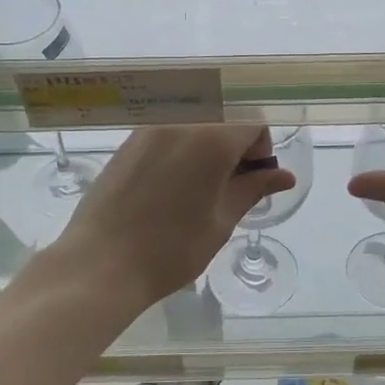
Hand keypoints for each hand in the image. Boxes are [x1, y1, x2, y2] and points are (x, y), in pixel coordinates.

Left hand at [58, 125, 295, 305]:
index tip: (253, 182)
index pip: (252, 124)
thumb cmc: (171, 249)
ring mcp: (149, 130)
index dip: (262, 150)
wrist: (100, 264)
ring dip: (207, 149)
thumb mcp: (221, 222)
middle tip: (229, 189)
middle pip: (223, 121)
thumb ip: (252, 190)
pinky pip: (167, 135)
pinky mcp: (127, 143)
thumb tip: (284, 176)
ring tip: (198, 191)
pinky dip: (180, 151)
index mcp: (211, 139)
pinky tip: (170, 189)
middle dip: (235, 148)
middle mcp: (181, 122)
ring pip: (194, 126)